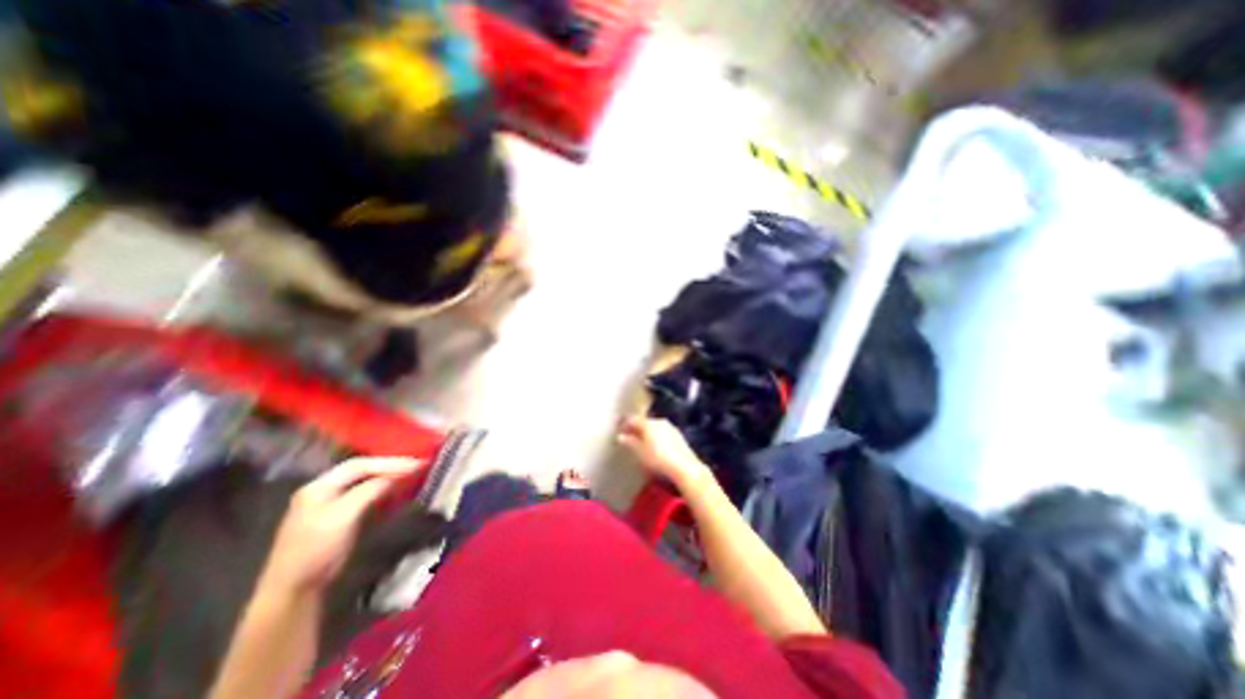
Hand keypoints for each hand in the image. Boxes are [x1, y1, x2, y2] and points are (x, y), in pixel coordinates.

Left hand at [259, 457, 419, 596]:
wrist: (297, 591)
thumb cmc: (319, 548)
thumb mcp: (346, 514)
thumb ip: (372, 489)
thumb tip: (400, 474)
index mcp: (319, 486)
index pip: (360, 464)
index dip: (389, 462)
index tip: (417, 463)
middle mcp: (323, 490)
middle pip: (362, 470)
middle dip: (390, 467)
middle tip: (417, 466)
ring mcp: (329, 504)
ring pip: (364, 482)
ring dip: (388, 477)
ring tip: (411, 475)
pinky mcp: (339, 518)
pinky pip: (365, 495)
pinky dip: (383, 489)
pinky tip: (396, 490)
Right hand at [614, 417, 708, 488]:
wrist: (684, 467)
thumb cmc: (658, 459)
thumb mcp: (640, 452)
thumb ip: (630, 442)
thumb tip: (620, 436)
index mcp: (648, 423)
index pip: (632, 418)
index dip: (624, 422)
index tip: (618, 428)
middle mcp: (659, 421)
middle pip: (643, 421)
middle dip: (635, 427)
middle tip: (627, 435)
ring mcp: (670, 427)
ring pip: (653, 426)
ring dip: (646, 431)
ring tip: (640, 441)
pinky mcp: (677, 434)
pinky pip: (662, 431)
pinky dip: (655, 435)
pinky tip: (654, 445)